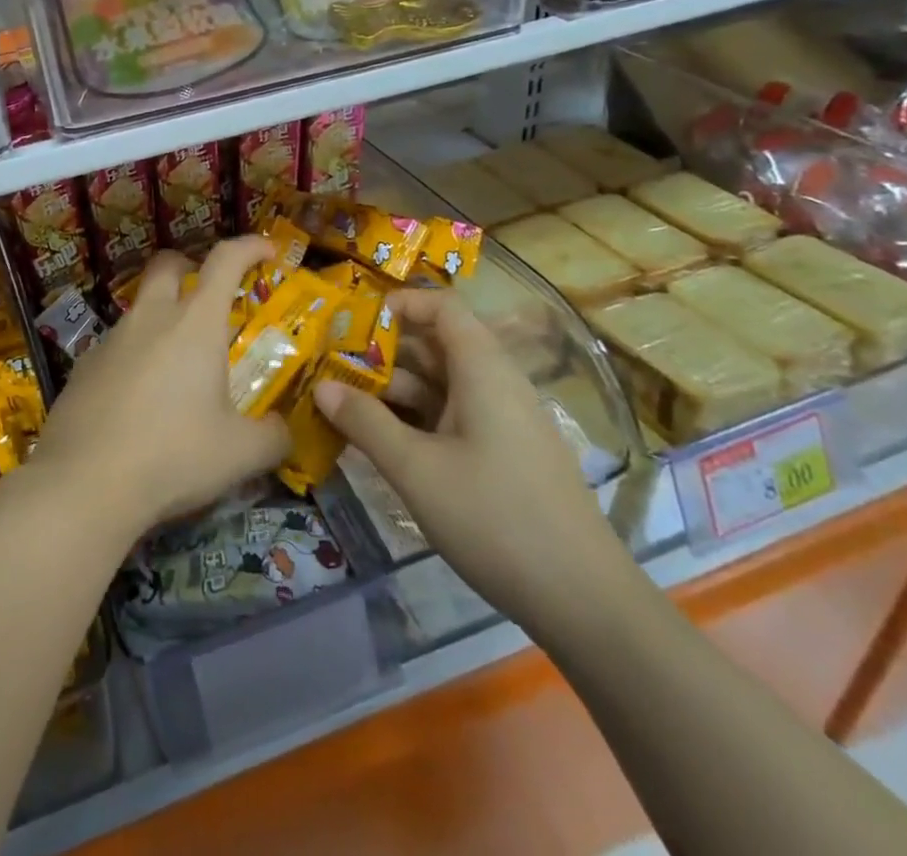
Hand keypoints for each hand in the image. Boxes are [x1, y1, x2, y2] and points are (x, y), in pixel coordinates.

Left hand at [28, 239, 289, 541]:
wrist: (85, 483)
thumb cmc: (174, 456)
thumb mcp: (241, 454)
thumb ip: (273, 437)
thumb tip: (283, 430)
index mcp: (194, 324)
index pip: (225, 260)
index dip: (249, 246)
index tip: (267, 250)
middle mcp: (150, 318)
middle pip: (167, 264)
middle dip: (190, 266)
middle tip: (209, 295)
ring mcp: (110, 339)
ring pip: (139, 308)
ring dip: (161, 318)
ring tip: (177, 366)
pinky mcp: (82, 366)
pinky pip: (115, 346)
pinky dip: (134, 356)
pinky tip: (138, 400)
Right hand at [312, 287, 634, 635]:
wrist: (585, 602)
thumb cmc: (495, 519)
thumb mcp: (416, 470)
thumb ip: (366, 423)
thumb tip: (322, 387)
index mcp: (484, 371)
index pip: (443, 308)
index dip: (400, 304)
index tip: (353, 322)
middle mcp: (496, 385)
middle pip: (437, 346)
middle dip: (383, 353)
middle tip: (332, 367)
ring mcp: (503, 423)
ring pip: (441, 386)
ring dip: (394, 391)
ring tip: (344, 405)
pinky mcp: (504, 456)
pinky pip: (452, 418)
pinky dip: (415, 420)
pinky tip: (381, 442)